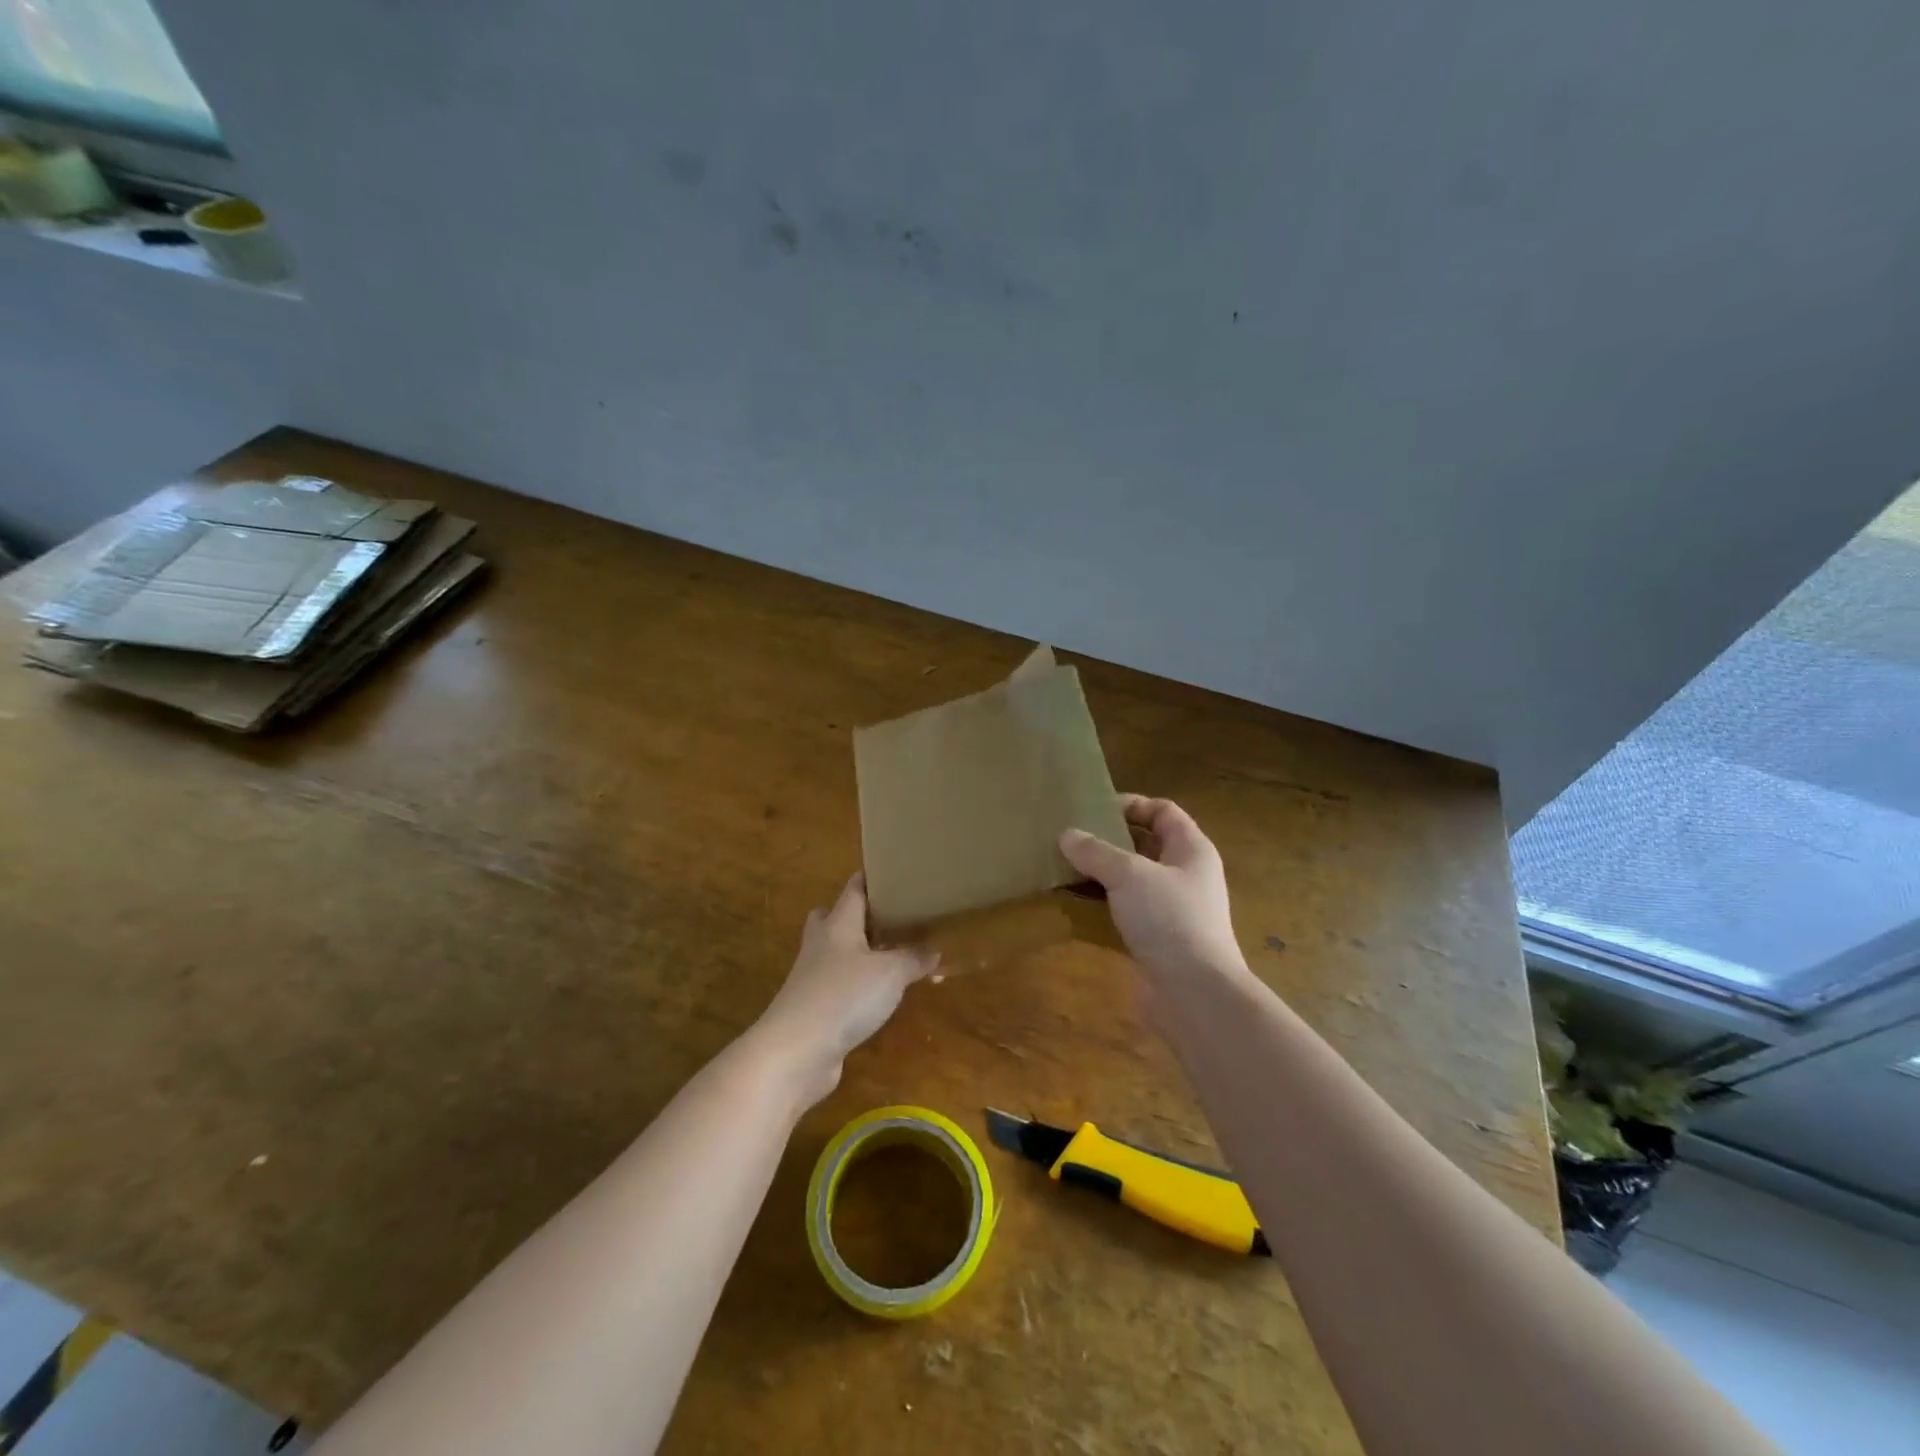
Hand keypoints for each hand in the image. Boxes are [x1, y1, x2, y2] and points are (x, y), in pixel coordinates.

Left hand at [752, 874, 937, 1106]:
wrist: (796, 1051)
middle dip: (857, 915)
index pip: (853, 890)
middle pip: (833, 918)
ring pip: (836, 954)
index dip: (870, 880)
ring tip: (891, 956)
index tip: (892, 873)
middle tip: (888, 917)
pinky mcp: (814, 1009)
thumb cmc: (843, 996)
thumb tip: (935, 949)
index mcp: (838, 924)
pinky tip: (879, 996)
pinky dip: (857, 986)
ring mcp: (814, 978)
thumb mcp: (891, 973)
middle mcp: (822, 945)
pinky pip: (839, 986)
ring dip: (859, 953)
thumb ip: (914, 958)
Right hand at [1061, 795, 1243, 982]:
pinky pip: (1126, 910)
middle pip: (1145, 844)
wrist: (1194, 993)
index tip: (1093, 809)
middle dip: (1110, 840)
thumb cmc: (1169, 919)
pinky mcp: (1157, 938)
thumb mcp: (1129, 875)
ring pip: (1133, 880)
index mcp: (1191, 849)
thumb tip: (1067, 835)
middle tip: (1072, 838)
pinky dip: (1103, 904)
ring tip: (1066, 867)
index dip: (1131, 804)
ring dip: (1102, 874)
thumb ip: (1096, 852)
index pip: (1163, 811)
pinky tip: (1075, 905)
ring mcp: (1172, 909)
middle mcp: (1185, 875)